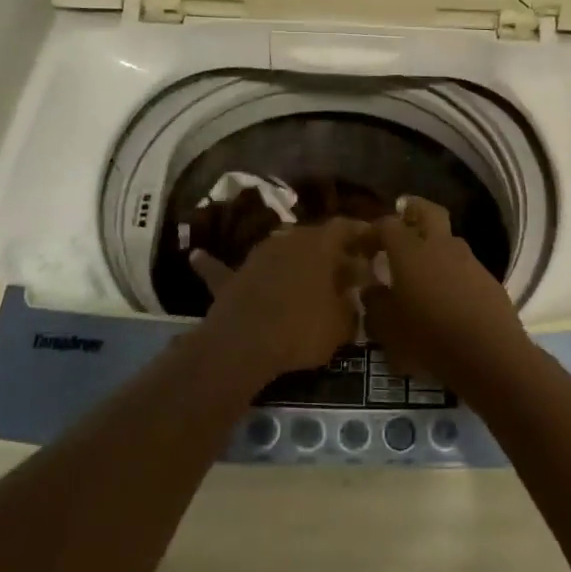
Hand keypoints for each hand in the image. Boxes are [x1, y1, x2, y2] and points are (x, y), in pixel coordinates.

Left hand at [190, 219, 371, 377]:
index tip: (373, 240)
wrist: (246, 343)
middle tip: (343, 267)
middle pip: (313, 238)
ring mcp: (257, 256)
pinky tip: (197, 254)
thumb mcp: (342, 324)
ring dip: (291, 259)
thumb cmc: (303, 329)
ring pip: (279, 250)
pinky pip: (222, 269)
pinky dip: (212, 263)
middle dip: (329, 251)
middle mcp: (288, 239)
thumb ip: (351, 306)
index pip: (345, 228)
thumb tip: (354, 297)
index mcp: (320, 245)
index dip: (361, 233)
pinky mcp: (231, 278)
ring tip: (304, 274)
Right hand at [362, 198, 530, 390]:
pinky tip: (445, 293)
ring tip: (421, 267)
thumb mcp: (389, 329)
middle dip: (412, 210)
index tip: (361, 246)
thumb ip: (375, 304)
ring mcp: (468, 260)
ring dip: (433, 243)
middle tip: (400, 219)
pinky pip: (462, 264)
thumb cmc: (430, 339)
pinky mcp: (487, 278)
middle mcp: (440, 246)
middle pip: (427, 211)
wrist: (491, 356)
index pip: (388, 225)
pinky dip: (450, 269)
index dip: (372, 232)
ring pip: (448, 238)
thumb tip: (371, 290)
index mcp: (411, 252)